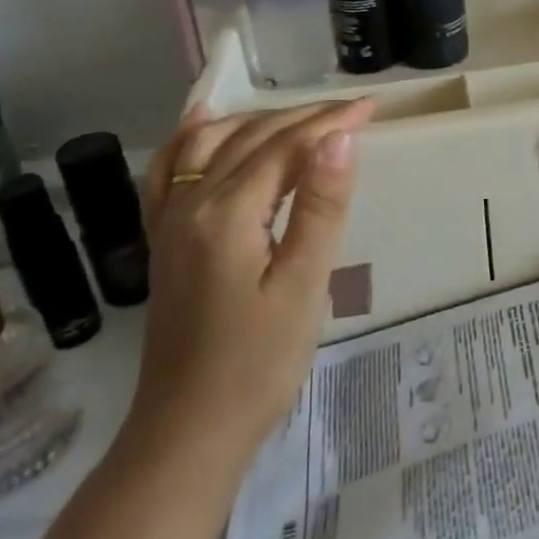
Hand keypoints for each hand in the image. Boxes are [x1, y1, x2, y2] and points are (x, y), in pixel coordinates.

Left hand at [123, 99, 377, 467]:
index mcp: (227, 214)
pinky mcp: (166, 242)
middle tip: (354, 111)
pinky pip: (171, 172)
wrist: (188, 431)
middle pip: (249, 139)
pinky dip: (192, 139)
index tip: (372, 107)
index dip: (331, 122)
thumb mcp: (304, 285)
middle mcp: (190, 205)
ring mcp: (170, 222)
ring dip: (257, 121)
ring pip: (210, 145)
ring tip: (301, 116)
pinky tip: (204, 122)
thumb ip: (321, 206)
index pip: (285, 147)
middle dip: (304, 117)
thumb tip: (339, 137)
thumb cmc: (258, 362)